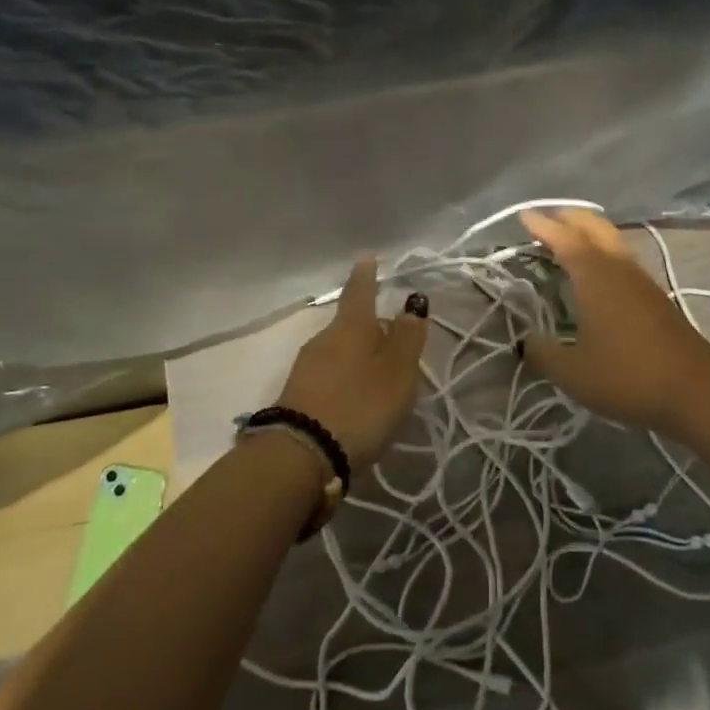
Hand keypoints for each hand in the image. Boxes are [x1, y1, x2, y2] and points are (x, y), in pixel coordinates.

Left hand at [276, 256, 429, 472]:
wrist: (302, 454)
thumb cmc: (361, 405)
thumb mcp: (397, 372)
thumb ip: (407, 337)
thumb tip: (411, 302)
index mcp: (352, 327)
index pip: (360, 292)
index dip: (366, 275)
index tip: (366, 256)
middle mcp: (325, 338)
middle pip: (350, 323)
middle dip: (368, 323)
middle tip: (390, 330)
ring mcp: (307, 366)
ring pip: (338, 348)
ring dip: (357, 352)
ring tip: (377, 368)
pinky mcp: (298, 394)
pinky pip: (328, 372)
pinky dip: (344, 374)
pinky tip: (355, 393)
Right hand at [518, 209, 709, 431]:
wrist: (696, 390)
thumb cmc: (628, 376)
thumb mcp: (572, 373)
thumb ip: (542, 353)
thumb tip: (524, 340)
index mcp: (595, 275)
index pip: (564, 238)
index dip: (542, 225)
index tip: (524, 216)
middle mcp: (619, 267)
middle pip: (594, 226)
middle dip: (569, 218)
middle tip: (546, 221)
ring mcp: (641, 280)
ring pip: (612, 240)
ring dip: (589, 232)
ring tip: (569, 241)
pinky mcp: (656, 296)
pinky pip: (623, 258)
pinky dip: (603, 252)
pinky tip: (598, 273)